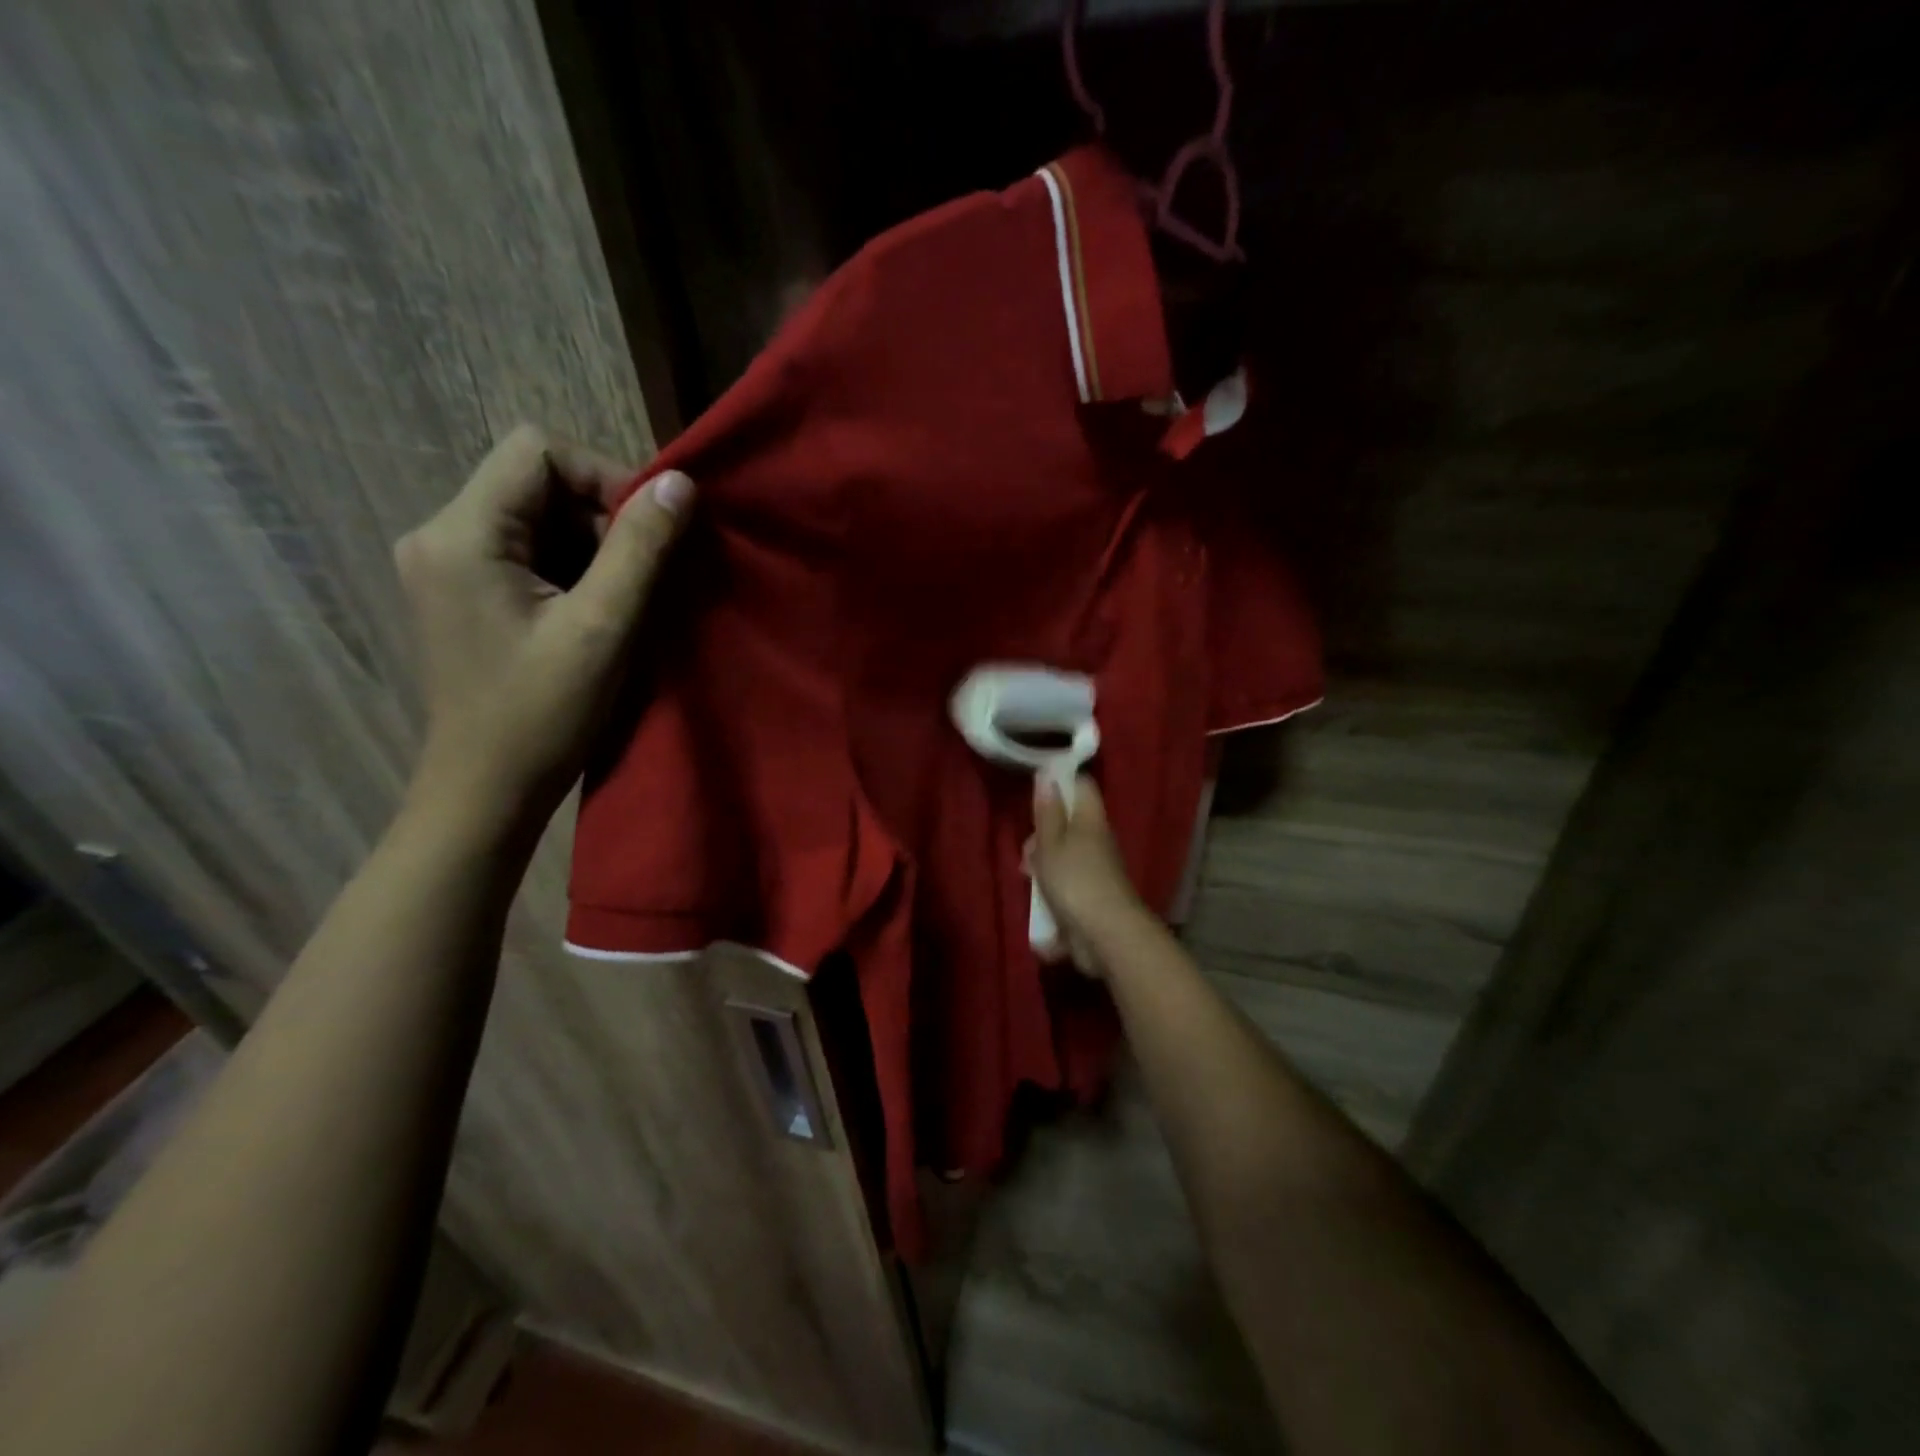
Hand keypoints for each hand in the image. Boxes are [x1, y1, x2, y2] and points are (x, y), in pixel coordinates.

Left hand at [394, 424, 693, 832]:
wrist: (487, 790)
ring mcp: (446, 564)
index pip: (537, 450)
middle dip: (600, 518)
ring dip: (590, 546)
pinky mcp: (462, 592)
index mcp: (461, 534)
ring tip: (618, 602)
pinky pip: (525, 550)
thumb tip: (680, 483)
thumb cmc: (543, 714)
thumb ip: (641, 549)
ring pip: (535, 516)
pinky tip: (591, 613)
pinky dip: (570, 568)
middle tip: (639, 577)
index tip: (648, 533)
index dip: (604, 477)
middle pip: (535, 481)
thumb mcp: (603, 627)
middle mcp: (439, 534)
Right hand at [1026, 775, 1148, 975]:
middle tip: (1028, 851)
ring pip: (1064, 856)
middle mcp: (1097, 841)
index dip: (1061, 782)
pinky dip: (1052, 892)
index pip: (1081, 786)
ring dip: (1044, 867)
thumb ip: (1047, 812)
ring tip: (1030, 879)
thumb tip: (1047, 774)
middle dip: (1042, 836)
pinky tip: (1041, 906)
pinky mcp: (1092, 897)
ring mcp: (1096, 870)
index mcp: (1090, 820)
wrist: (1107, 936)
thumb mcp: (1051, 844)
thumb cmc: (1075, 881)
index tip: (1036, 790)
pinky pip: (1067, 885)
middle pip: (1067, 824)